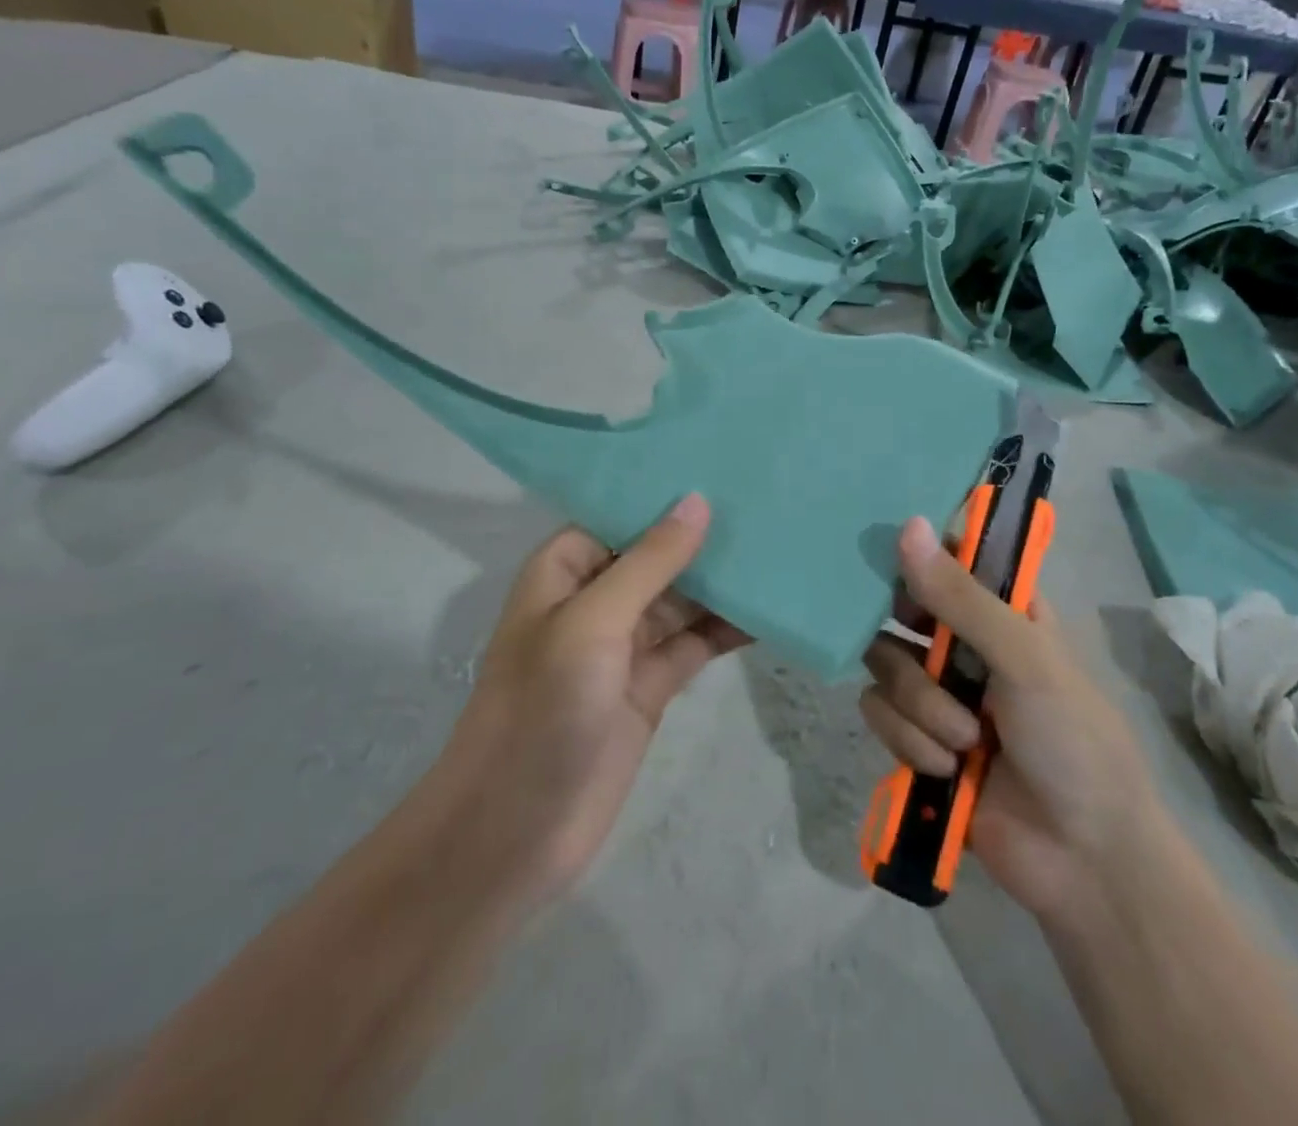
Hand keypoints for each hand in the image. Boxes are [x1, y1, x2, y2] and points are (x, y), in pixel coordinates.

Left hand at [441, 494, 747, 907]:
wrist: (515, 830)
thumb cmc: (542, 708)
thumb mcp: (593, 621)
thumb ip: (649, 561)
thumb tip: (697, 500)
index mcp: (565, 569)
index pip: (621, 512)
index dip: (667, 493)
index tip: (725, 466)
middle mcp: (595, 598)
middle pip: (657, 554)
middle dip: (705, 535)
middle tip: (770, 502)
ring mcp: (624, 644)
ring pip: (682, 598)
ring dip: (723, 581)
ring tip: (781, 548)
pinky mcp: (650, 685)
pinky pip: (696, 643)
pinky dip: (728, 629)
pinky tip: (770, 610)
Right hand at [860, 516, 1163, 919]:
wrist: (1084, 862)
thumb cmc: (1074, 742)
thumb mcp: (1024, 658)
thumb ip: (960, 596)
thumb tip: (907, 525)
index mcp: (1003, 613)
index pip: (949, 559)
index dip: (921, 556)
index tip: (900, 565)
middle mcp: (964, 645)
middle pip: (900, 609)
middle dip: (910, 640)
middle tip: (932, 656)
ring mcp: (938, 693)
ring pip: (884, 665)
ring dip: (921, 706)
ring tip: (965, 741)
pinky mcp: (916, 740)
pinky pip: (879, 714)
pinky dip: (910, 742)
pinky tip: (947, 770)